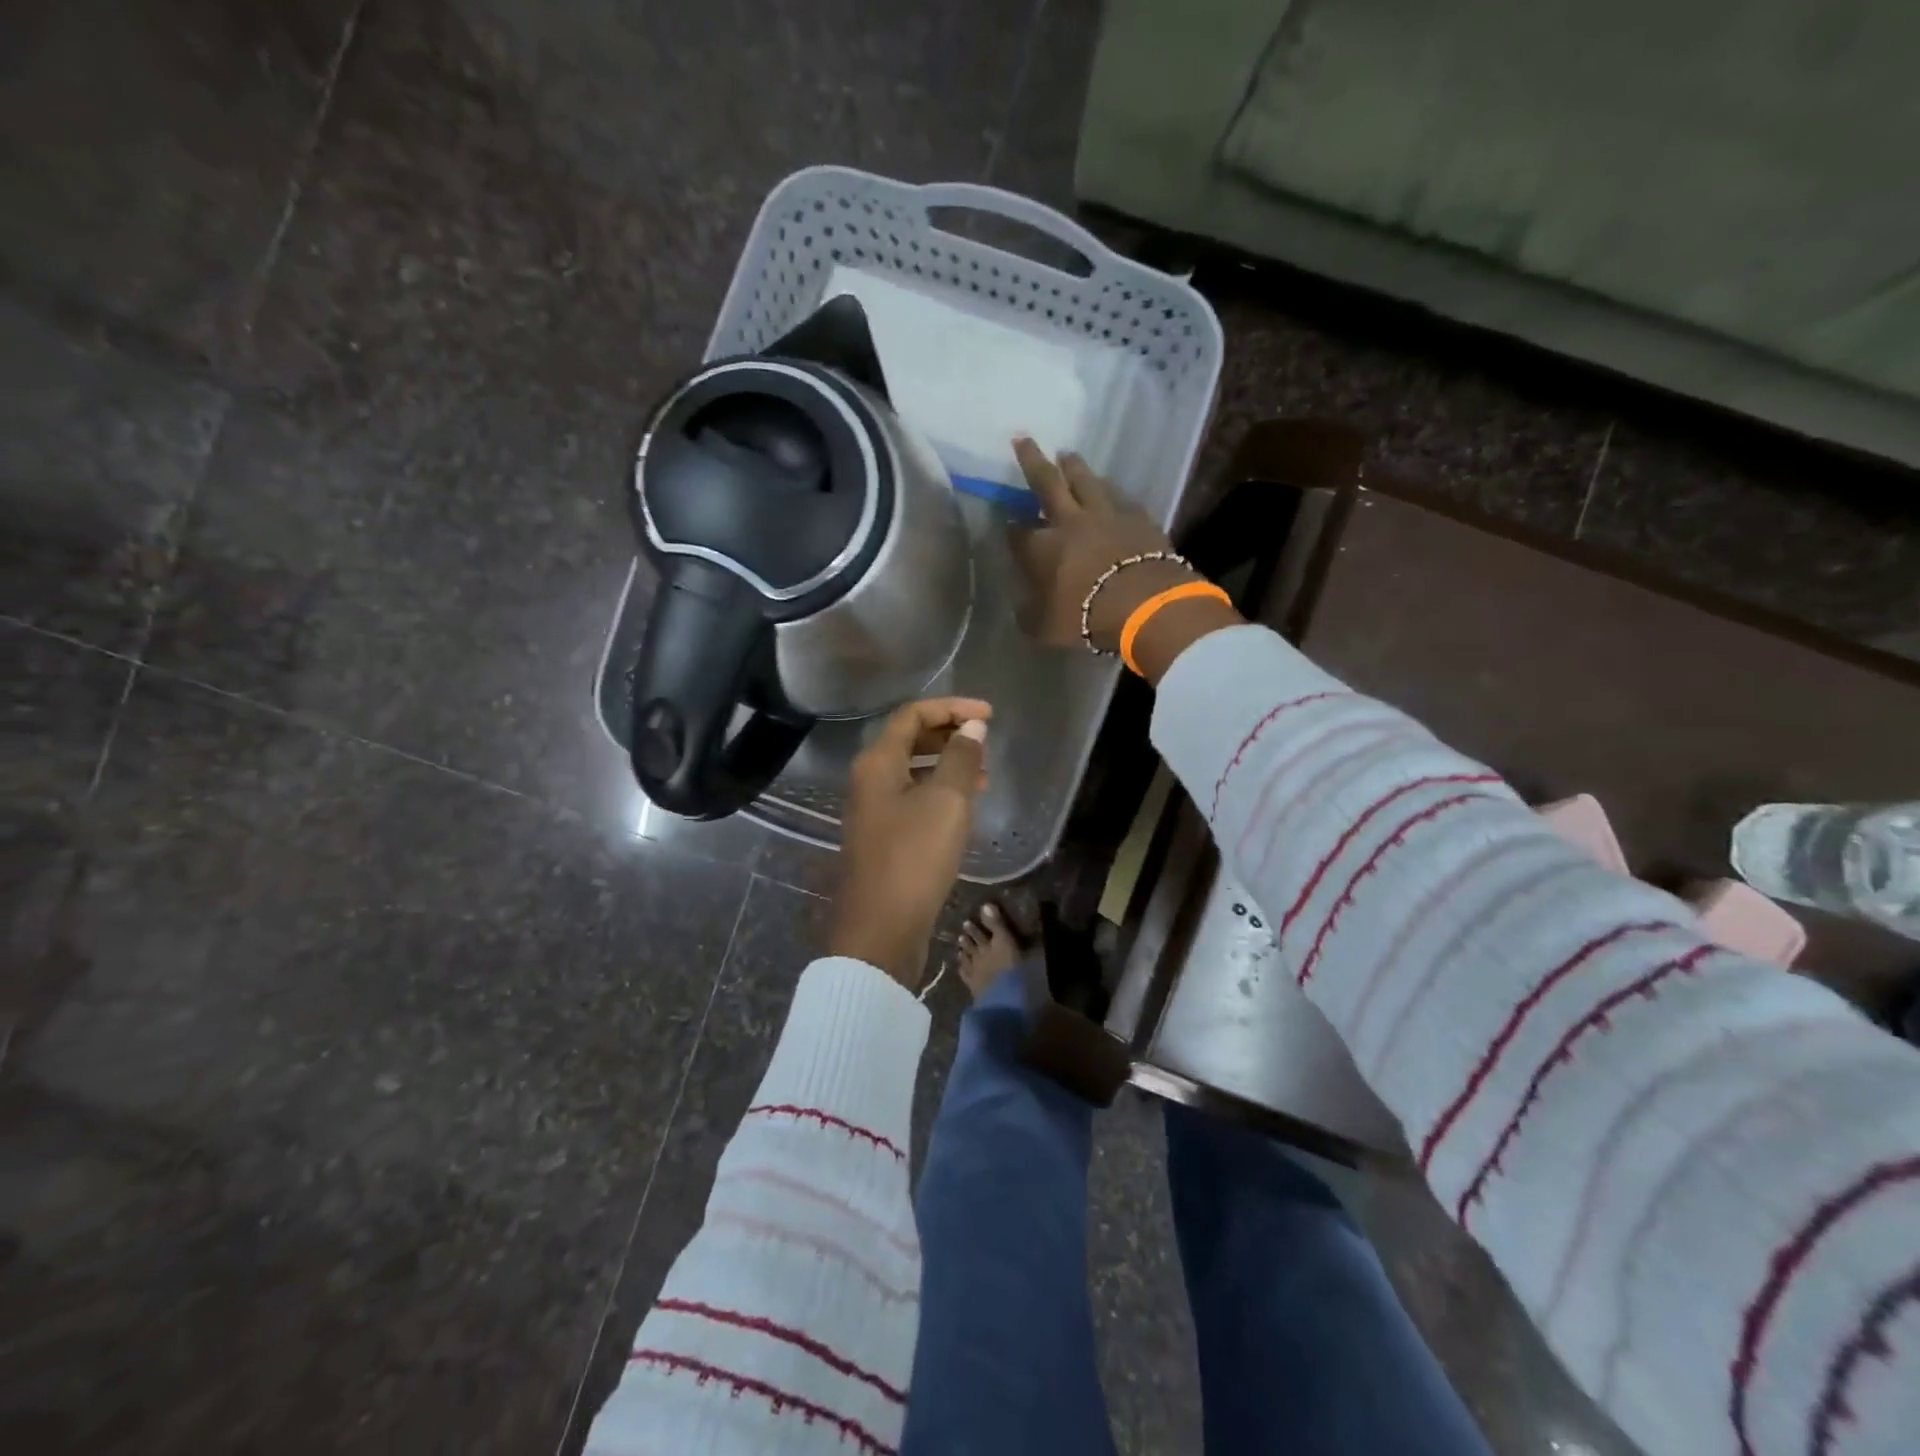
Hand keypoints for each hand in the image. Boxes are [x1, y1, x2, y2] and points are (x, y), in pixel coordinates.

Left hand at [828, 697, 992, 988]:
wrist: (881, 929)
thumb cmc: (914, 857)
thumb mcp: (946, 802)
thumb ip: (961, 759)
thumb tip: (972, 728)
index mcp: (877, 763)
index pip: (912, 715)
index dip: (951, 708)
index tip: (989, 716)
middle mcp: (868, 780)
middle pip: (908, 740)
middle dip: (948, 734)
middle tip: (985, 742)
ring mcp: (873, 811)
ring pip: (912, 771)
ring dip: (946, 764)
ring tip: (983, 773)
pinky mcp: (883, 838)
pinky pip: (912, 799)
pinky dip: (939, 792)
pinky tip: (964, 807)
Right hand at [1007, 439, 1241, 678]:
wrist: (1144, 603)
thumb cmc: (1086, 617)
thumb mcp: (1045, 628)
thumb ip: (1031, 615)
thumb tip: (1024, 609)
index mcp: (1041, 547)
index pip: (1018, 533)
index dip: (1012, 529)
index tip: (1008, 523)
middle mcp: (1070, 521)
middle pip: (1047, 483)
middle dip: (1032, 461)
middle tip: (1024, 439)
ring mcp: (1107, 515)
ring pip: (1086, 481)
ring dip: (1074, 467)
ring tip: (1067, 455)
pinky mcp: (1139, 517)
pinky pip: (1120, 498)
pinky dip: (1110, 491)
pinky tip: (1110, 490)